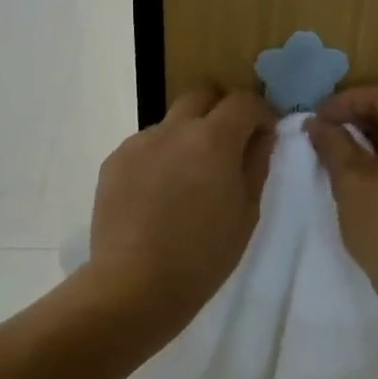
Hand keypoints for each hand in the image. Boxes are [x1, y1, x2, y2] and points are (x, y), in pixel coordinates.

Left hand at [86, 87, 275, 330]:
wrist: (134, 284)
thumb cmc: (203, 255)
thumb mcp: (246, 212)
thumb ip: (257, 164)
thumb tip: (262, 135)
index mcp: (213, 139)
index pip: (243, 101)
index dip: (259, 113)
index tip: (263, 135)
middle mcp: (173, 129)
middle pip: (202, 94)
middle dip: (220, 109)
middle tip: (227, 144)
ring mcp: (139, 142)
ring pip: (171, 122)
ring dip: (186, 136)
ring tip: (187, 180)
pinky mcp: (114, 161)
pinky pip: (145, 146)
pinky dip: (159, 158)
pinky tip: (158, 195)